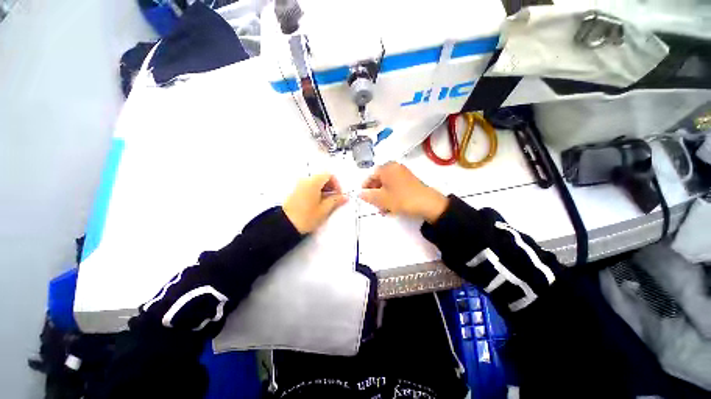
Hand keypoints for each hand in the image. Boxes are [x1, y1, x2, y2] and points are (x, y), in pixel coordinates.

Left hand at [283, 174, 347, 233]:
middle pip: (322, 177)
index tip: (338, 194)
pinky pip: (309, 187)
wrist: (285, 225)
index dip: (336, 183)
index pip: (328, 174)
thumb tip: (344, 197)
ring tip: (326, 203)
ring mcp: (299, 186)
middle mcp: (305, 180)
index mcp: (313, 182)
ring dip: (324, 190)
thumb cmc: (306, 217)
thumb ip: (335, 201)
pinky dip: (316, 192)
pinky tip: (317, 204)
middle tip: (334, 199)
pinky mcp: (295, 192)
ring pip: (315, 183)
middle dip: (330, 187)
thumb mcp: (324, 210)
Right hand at [359, 162, 447, 223]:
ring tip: (383, 209)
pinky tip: (391, 206)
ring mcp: (403, 174)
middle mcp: (395, 168)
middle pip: (379, 180)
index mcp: (387, 168)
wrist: (428, 204)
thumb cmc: (401, 199)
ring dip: (383, 196)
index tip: (363, 197)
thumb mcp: (381, 199)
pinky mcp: (410, 181)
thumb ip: (368, 195)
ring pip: (387, 185)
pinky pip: (395, 186)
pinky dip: (391, 195)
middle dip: (375, 193)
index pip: (371, 175)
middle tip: (373, 204)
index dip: (365, 186)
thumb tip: (360, 193)